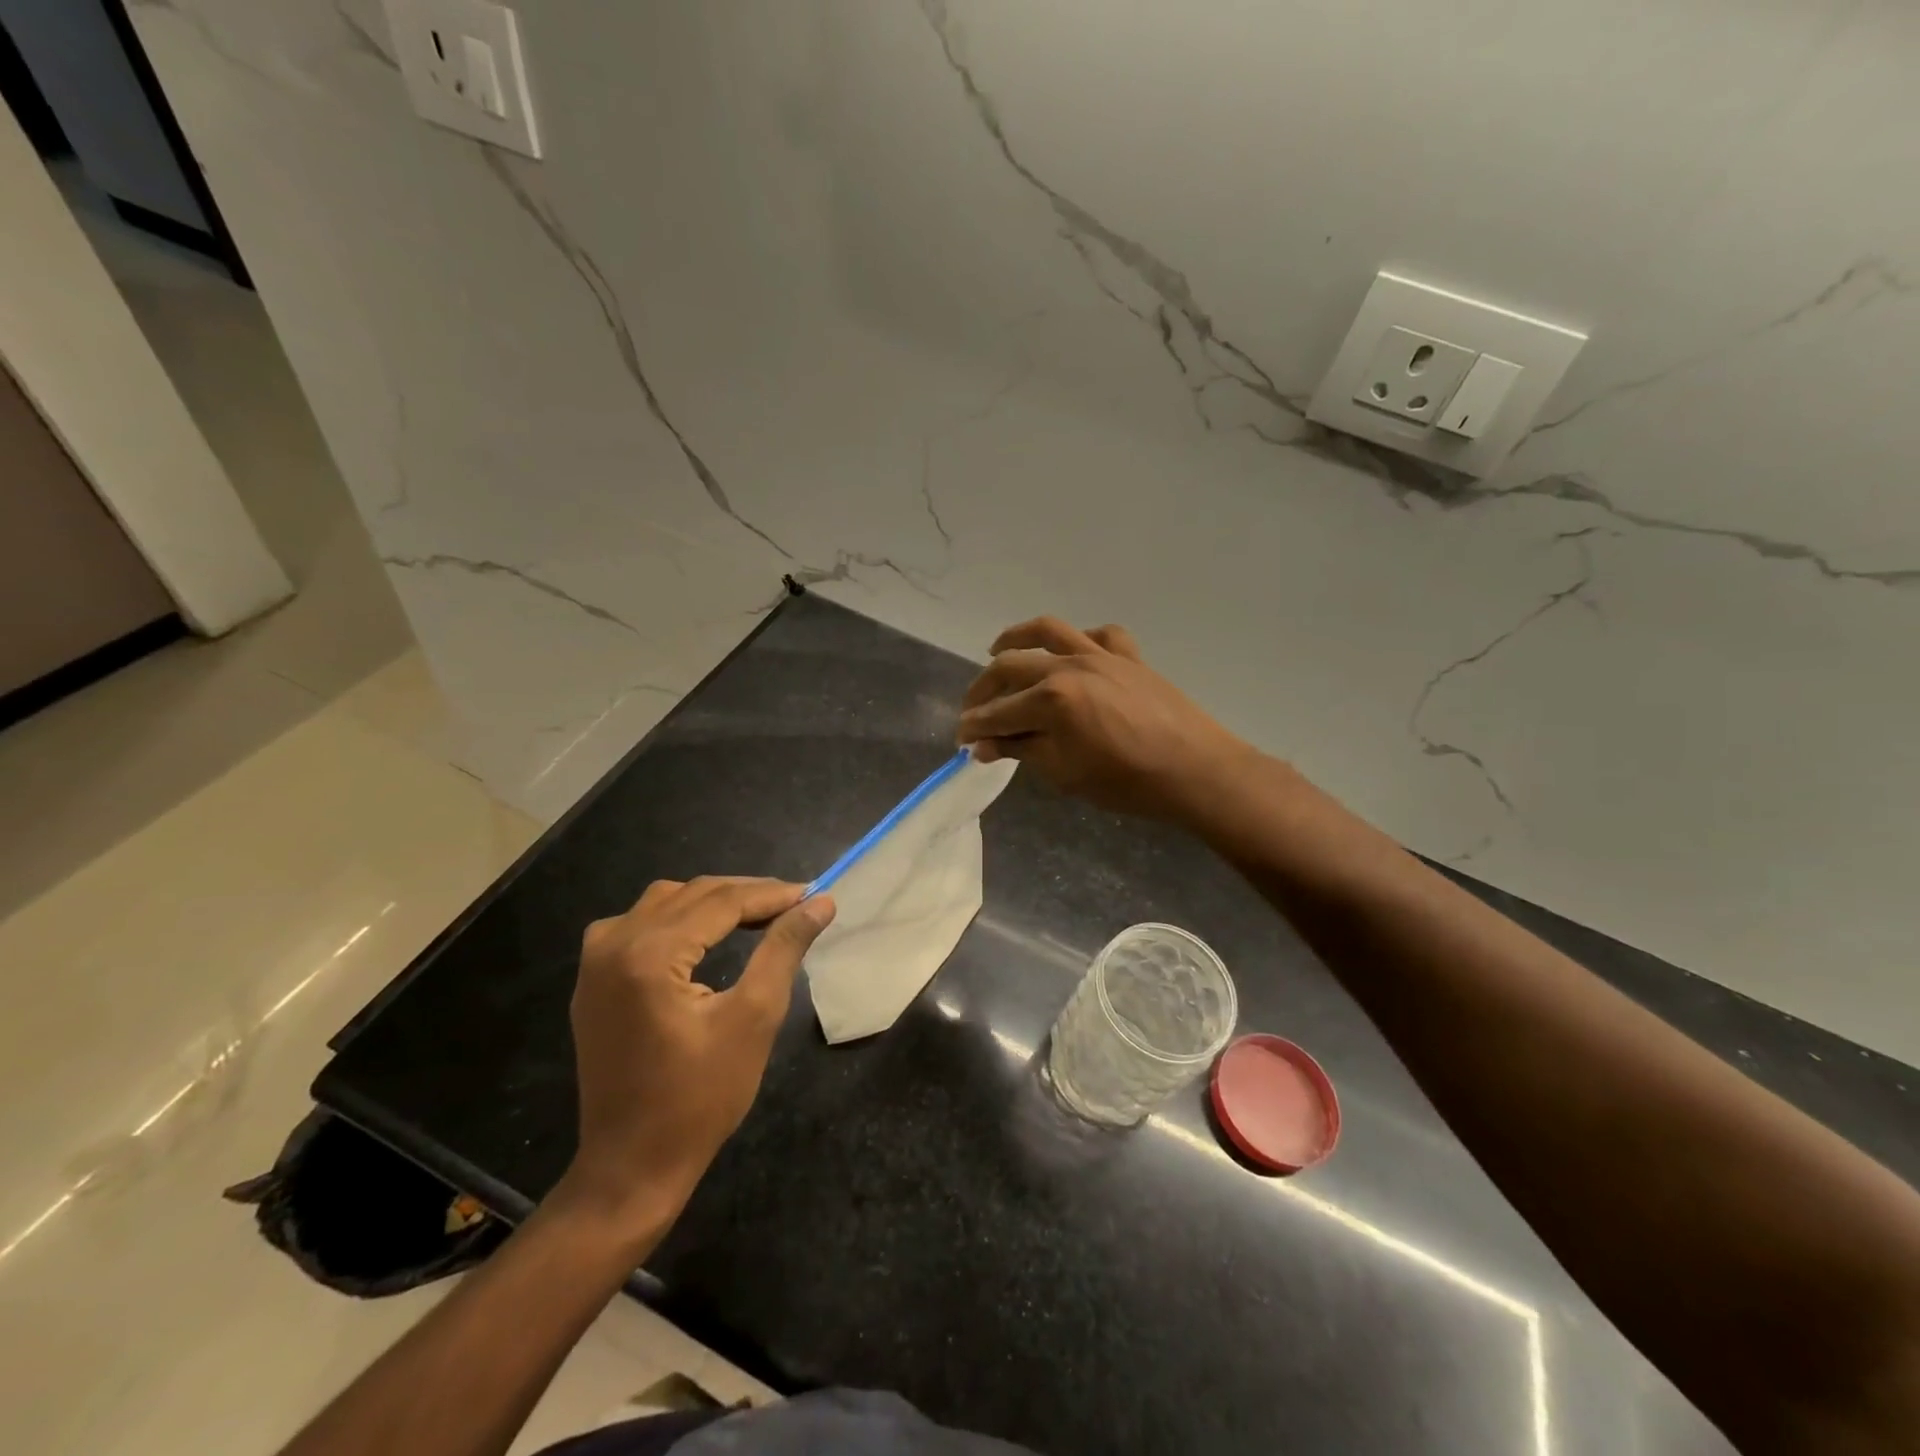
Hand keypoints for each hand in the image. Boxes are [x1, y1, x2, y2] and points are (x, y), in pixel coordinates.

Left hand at [564, 877, 834, 1229]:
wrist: (631, 1166)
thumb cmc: (700, 1098)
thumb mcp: (754, 1018)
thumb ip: (784, 949)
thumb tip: (820, 903)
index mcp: (649, 953)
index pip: (721, 901)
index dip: (771, 894)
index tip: (813, 894)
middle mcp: (613, 943)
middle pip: (693, 894)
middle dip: (747, 894)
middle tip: (795, 905)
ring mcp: (595, 960)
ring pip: (665, 902)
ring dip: (714, 902)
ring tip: (760, 916)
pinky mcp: (592, 979)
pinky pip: (640, 924)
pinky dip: (680, 919)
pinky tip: (707, 934)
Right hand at [956, 617, 1255, 822]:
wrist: (1195, 771)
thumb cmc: (1126, 782)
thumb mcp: (1064, 773)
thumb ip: (1022, 751)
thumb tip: (984, 745)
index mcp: (1051, 699)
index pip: (998, 712)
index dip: (974, 726)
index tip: (960, 739)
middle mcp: (1070, 666)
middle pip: (1011, 667)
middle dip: (983, 689)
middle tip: (972, 710)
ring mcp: (1101, 655)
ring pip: (1049, 631)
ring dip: (1017, 638)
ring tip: (998, 648)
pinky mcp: (1129, 657)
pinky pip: (1099, 636)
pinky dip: (1080, 639)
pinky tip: (1072, 652)